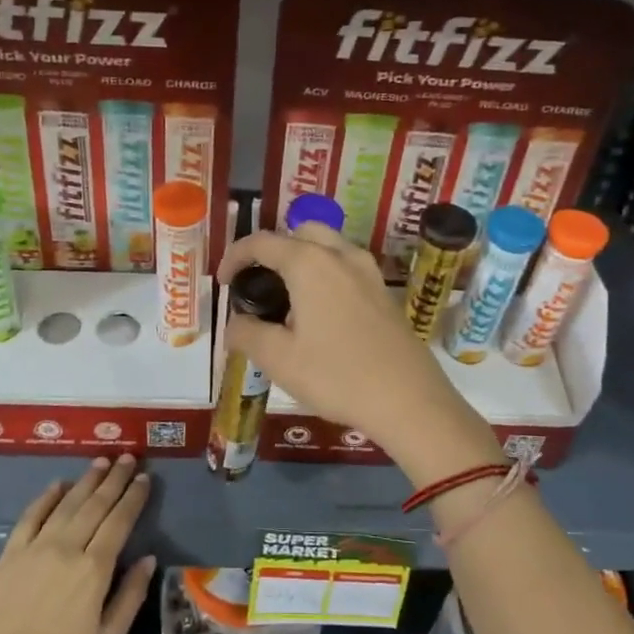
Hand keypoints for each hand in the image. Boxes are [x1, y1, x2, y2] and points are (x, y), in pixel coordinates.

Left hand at [0, 456, 156, 633]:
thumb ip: (129, 597)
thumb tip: (148, 559)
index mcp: (94, 570)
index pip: (119, 521)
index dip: (133, 497)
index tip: (144, 478)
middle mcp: (66, 549)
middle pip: (95, 505)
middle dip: (114, 479)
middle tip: (128, 457)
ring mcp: (35, 549)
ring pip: (66, 504)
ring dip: (86, 480)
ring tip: (102, 461)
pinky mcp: (10, 555)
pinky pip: (31, 516)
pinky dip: (46, 497)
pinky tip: (58, 484)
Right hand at [218, 224, 493, 472]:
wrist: (409, 400)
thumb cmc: (337, 376)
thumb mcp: (279, 360)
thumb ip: (248, 334)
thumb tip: (235, 324)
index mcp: (310, 263)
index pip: (262, 242)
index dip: (236, 256)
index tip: (223, 282)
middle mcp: (341, 256)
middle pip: (300, 232)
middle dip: (274, 249)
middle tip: (258, 282)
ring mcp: (369, 272)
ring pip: (328, 246)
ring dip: (302, 259)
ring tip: (287, 298)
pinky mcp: (385, 293)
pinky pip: (347, 268)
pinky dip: (325, 274)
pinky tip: (319, 314)